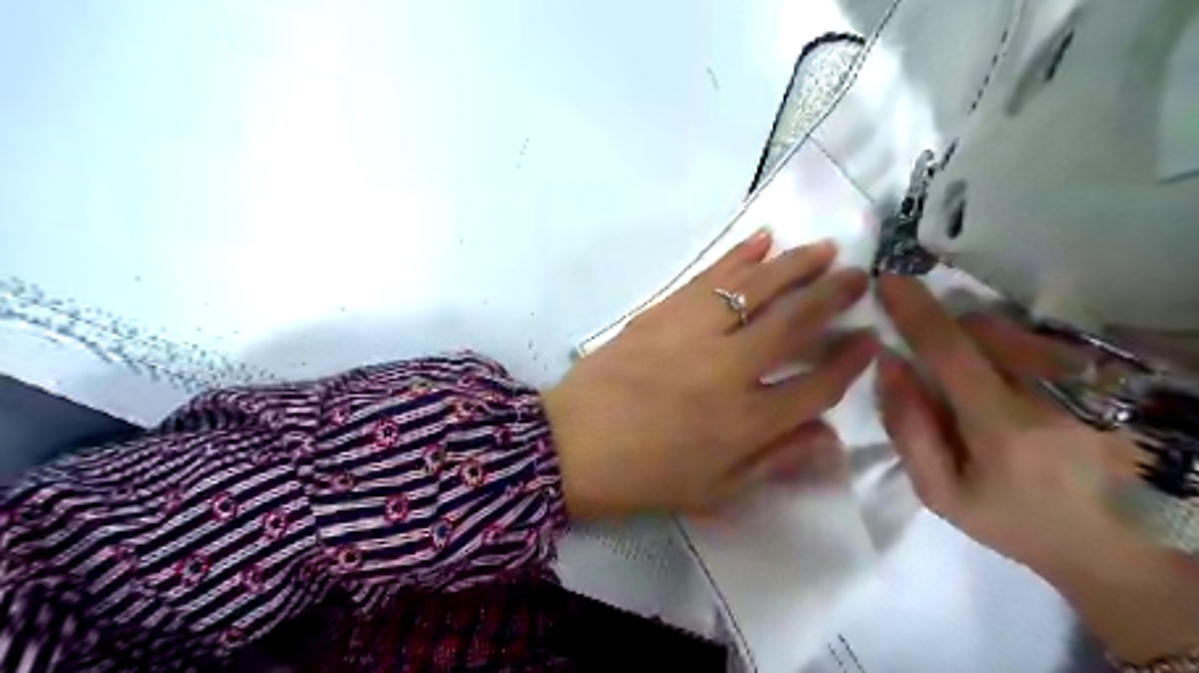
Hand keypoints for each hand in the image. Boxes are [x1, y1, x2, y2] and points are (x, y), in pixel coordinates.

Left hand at [540, 231, 873, 519]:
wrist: (570, 445)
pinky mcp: (661, 313)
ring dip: (795, 265)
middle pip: (795, 324)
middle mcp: (728, 370)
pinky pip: (708, 277)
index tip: (870, 339)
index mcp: (746, 423)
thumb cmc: (643, 477)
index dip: (850, 362)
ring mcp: (693, 335)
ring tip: (824, 249)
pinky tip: (762, 240)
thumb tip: (830, 439)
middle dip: (833, 298)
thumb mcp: (715, 491)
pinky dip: (738, 255)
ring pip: (756, 289)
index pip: (817, 386)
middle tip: (860, 278)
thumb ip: (775, 462)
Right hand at [879, 276, 1198, 663]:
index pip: (950, 350)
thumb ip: (907, 427)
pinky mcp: (1117, 382)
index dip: (915, 311)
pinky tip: (1022, 389)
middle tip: (939, 366)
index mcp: (1004, 427)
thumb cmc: (1015, 522)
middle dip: (949, 331)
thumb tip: (888, 364)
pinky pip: (1048, 342)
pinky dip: (1018, 350)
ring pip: (1018, 331)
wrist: (1120, 551)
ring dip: (984, 340)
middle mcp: (1054, 394)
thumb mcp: (940, 492)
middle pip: (986, 329)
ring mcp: (1094, 384)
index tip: (890, 280)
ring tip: (985, 386)